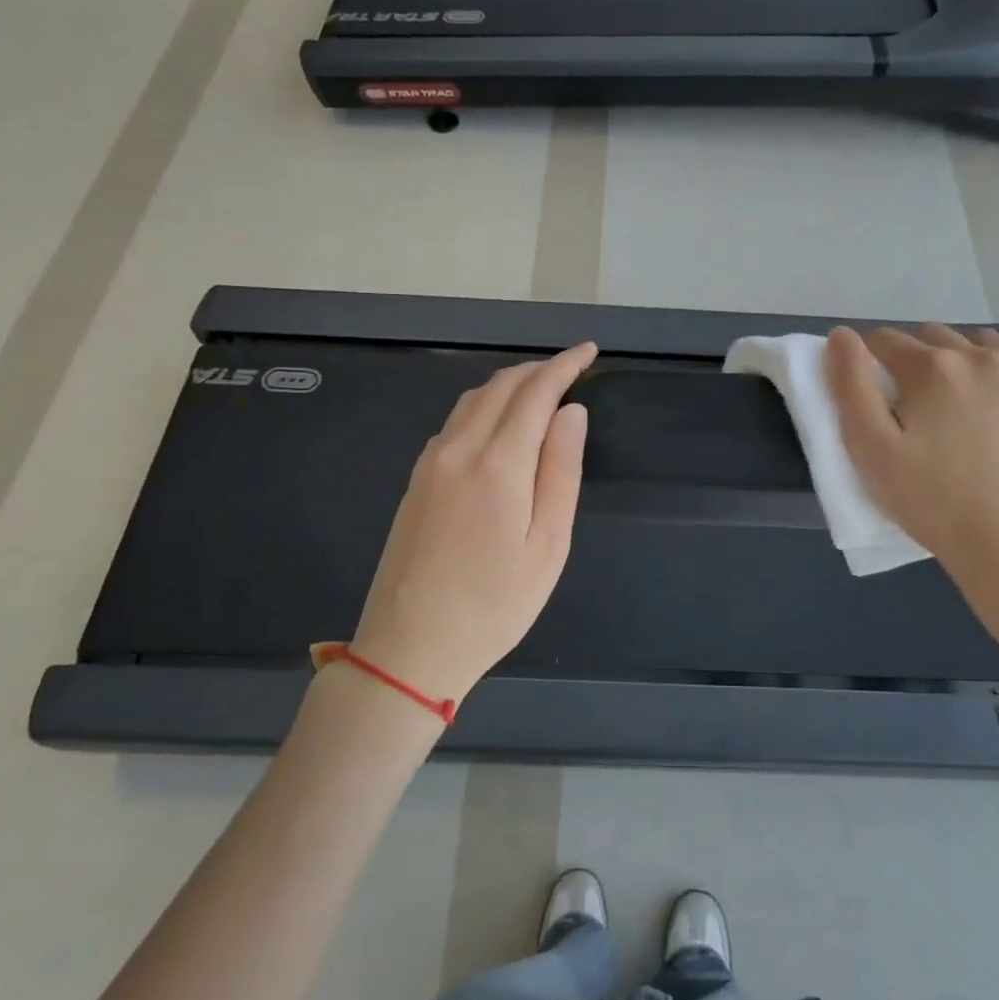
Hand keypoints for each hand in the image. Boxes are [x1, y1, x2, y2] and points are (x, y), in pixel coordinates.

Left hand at [348, 343, 596, 702]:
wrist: (409, 648)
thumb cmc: (494, 605)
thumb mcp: (548, 545)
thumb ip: (560, 471)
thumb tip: (571, 412)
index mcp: (498, 464)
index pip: (536, 393)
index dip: (564, 366)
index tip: (589, 351)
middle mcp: (459, 450)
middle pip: (500, 387)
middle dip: (538, 369)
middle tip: (571, 368)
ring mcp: (430, 463)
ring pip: (472, 401)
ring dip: (509, 384)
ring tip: (540, 389)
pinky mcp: (415, 481)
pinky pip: (454, 423)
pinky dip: (484, 406)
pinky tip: (498, 423)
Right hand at [825, 325, 998, 666]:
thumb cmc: (931, 502)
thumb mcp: (871, 449)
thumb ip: (850, 385)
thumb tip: (841, 335)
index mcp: (930, 368)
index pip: (884, 341)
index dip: (872, 364)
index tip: (878, 397)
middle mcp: (979, 355)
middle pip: (932, 336)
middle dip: (915, 360)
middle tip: (917, 408)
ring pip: (980, 342)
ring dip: (961, 359)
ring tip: (960, 404)